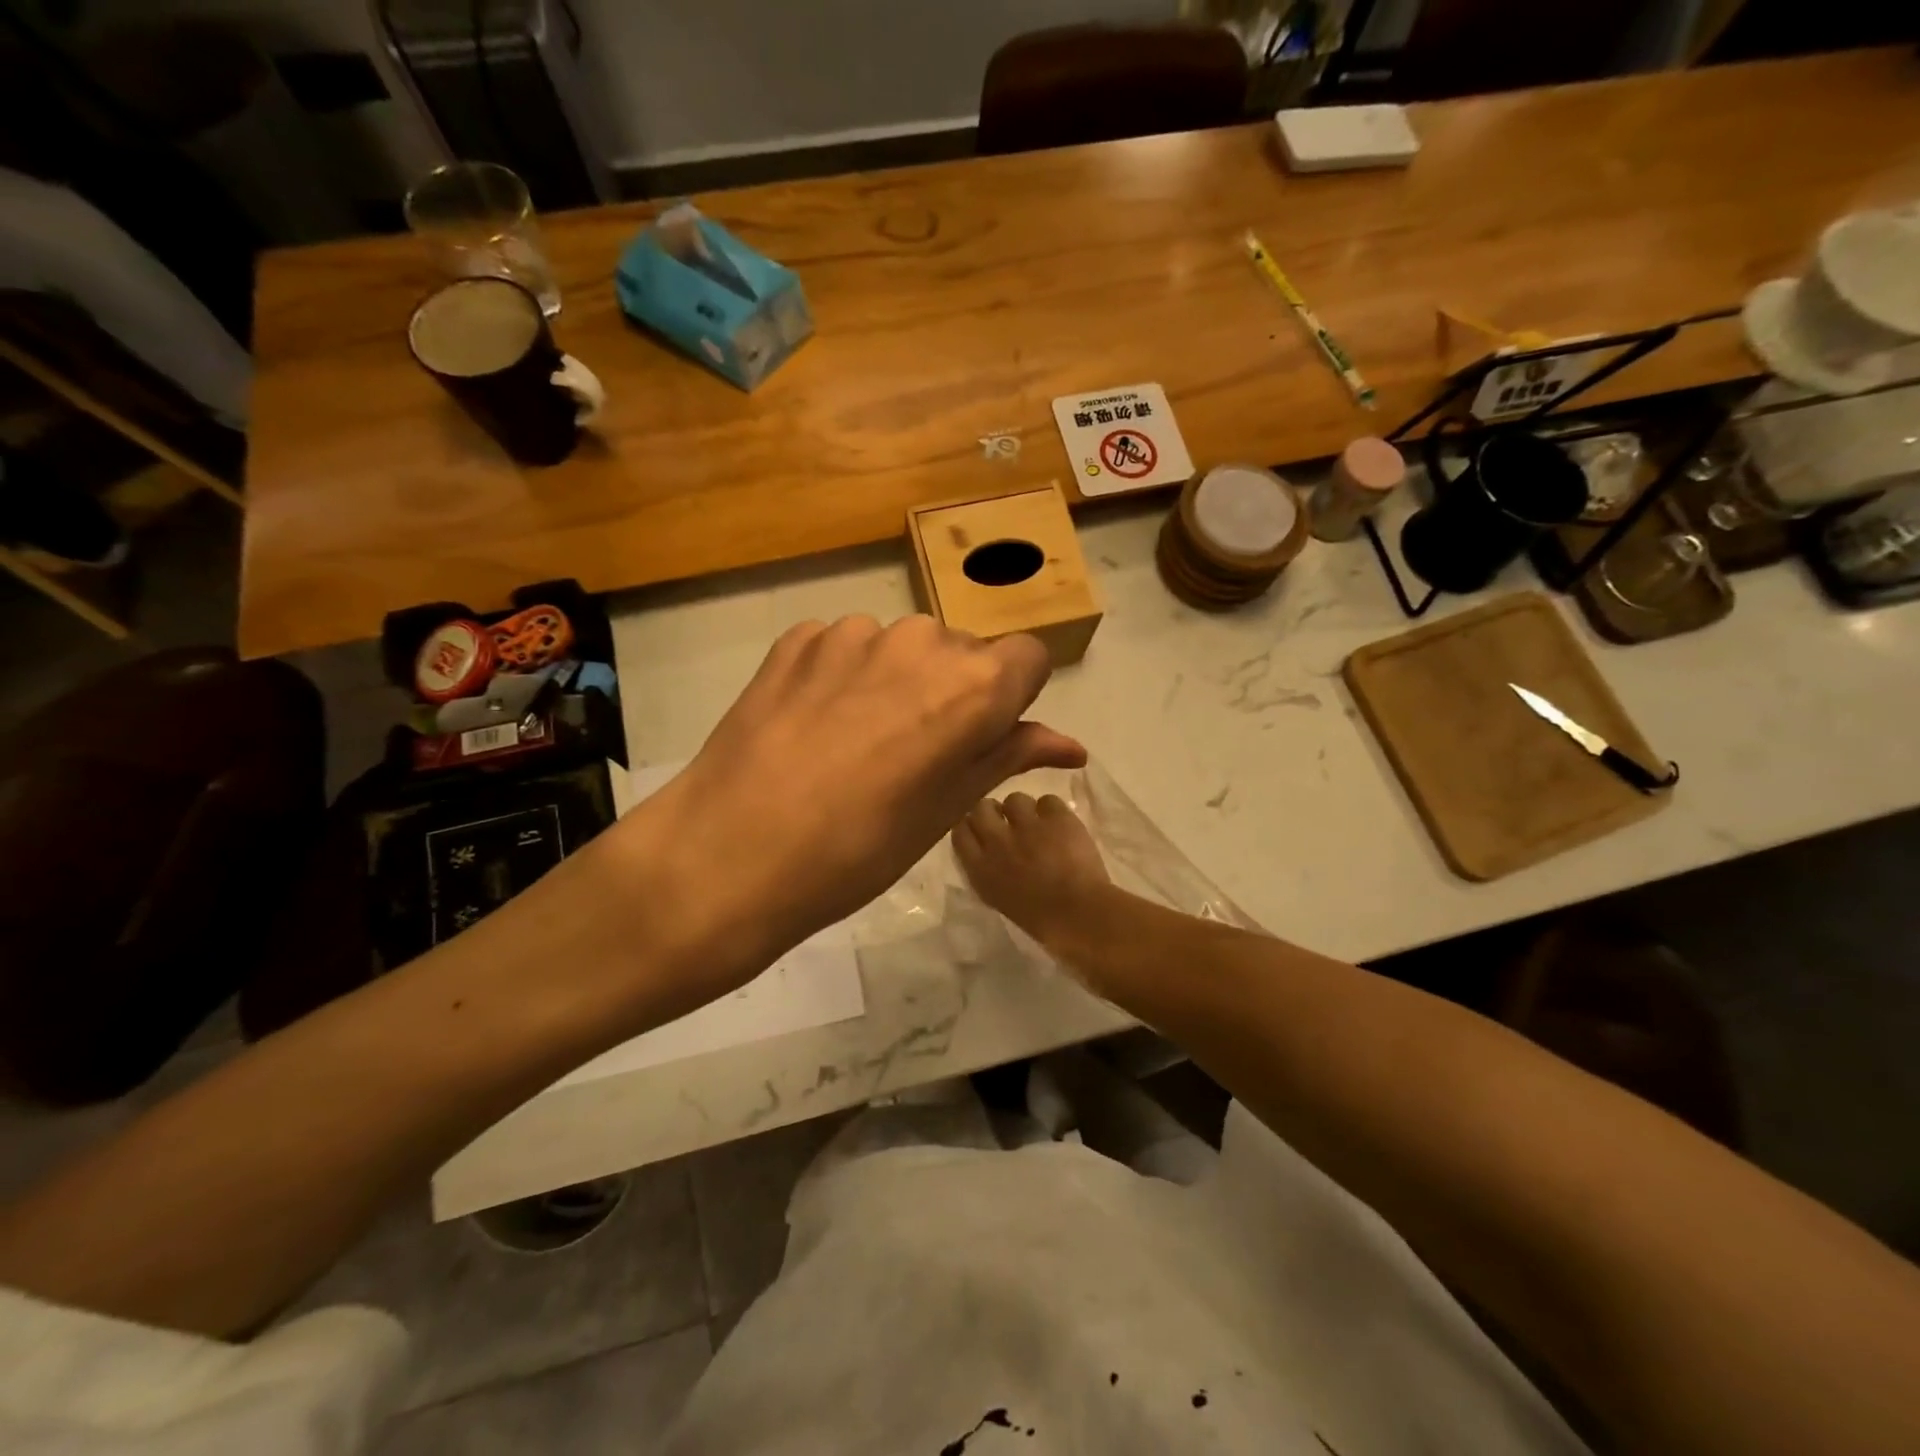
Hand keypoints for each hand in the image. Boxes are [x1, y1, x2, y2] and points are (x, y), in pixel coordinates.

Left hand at [600, 616, 1085, 1008]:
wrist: (731, 852)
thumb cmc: (859, 849)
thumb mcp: (947, 809)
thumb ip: (1010, 756)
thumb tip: (1071, 746)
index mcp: (973, 685)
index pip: (1027, 658)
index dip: (1012, 698)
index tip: (981, 738)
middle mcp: (920, 640)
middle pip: (962, 652)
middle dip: (953, 692)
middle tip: (915, 754)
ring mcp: (852, 633)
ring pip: (902, 648)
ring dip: (897, 682)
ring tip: (857, 744)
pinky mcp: (797, 638)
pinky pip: (845, 647)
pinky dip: (846, 676)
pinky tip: (816, 727)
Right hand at [953, 792, 1111, 948]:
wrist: (1080, 915)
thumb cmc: (1040, 920)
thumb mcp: (999, 899)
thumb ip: (988, 872)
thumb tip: (988, 853)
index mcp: (981, 869)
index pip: (960, 833)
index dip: (971, 827)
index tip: (980, 830)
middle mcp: (998, 841)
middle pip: (982, 808)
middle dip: (992, 811)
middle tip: (1007, 821)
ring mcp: (1027, 826)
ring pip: (1015, 799)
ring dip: (1024, 810)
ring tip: (1037, 822)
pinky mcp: (1057, 818)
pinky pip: (1048, 801)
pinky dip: (1053, 812)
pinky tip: (1060, 826)